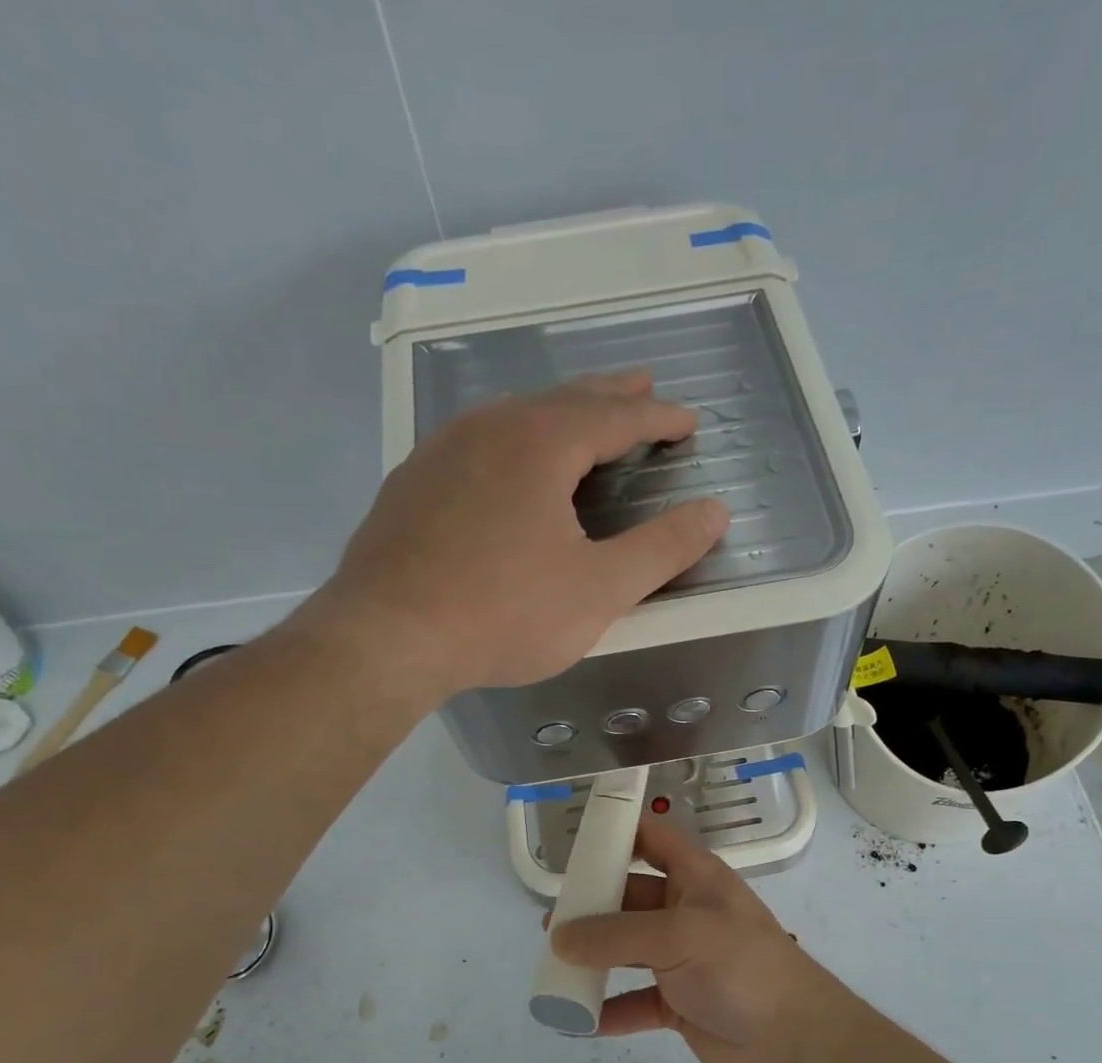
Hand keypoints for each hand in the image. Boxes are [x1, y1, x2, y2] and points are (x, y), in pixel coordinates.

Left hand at [308, 372, 728, 697]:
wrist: (386, 637)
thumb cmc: (503, 613)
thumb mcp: (599, 589)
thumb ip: (662, 548)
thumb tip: (716, 511)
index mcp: (540, 443)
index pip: (615, 416)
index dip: (658, 417)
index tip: (688, 420)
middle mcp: (489, 428)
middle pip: (563, 399)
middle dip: (609, 395)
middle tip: (641, 385)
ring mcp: (441, 452)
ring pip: (513, 416)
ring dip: (557, 413)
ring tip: (581, 417)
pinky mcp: (411, 483)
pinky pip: (476, 444)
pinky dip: (511, 441)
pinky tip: (507, 463)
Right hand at [548, 816, 847, 1062]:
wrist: (793, 1038)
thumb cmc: (740, 966)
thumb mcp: (677, 937)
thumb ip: (616, 936)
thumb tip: (560, 938)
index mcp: (694, 878)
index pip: (651, 839)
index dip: (617, 833)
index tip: (575, 842)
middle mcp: (685, 911)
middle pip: (629, 897)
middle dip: (592, 906)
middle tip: (552, 921)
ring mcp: (682, 958)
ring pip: (627, 950)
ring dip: (594, 958)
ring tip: (553, 965)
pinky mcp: (678, 1002)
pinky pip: (634, 1001)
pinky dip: (608, 1009)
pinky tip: (577, 1020)